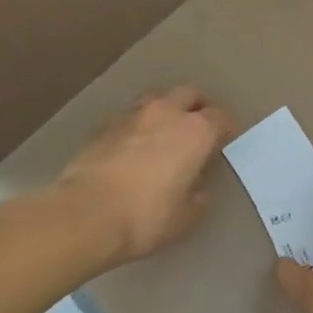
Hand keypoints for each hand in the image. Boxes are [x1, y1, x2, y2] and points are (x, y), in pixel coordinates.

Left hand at [53, 87, 234, 264]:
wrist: (85, 214)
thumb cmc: (146, 217)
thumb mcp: (186, 218)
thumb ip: (198, 198)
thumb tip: (197, 189)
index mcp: (196, 131)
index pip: (221, 117)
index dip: (226, 128)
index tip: (225, 142)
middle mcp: (167, 112)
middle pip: (189, 93)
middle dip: (197, 106)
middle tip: (197, 128)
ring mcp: (132, 115)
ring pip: (156, 98)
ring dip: (165, 109)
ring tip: (164, 132)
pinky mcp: (103, 125)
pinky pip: (128, 117)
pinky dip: (136, 126)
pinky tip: (132, 146)